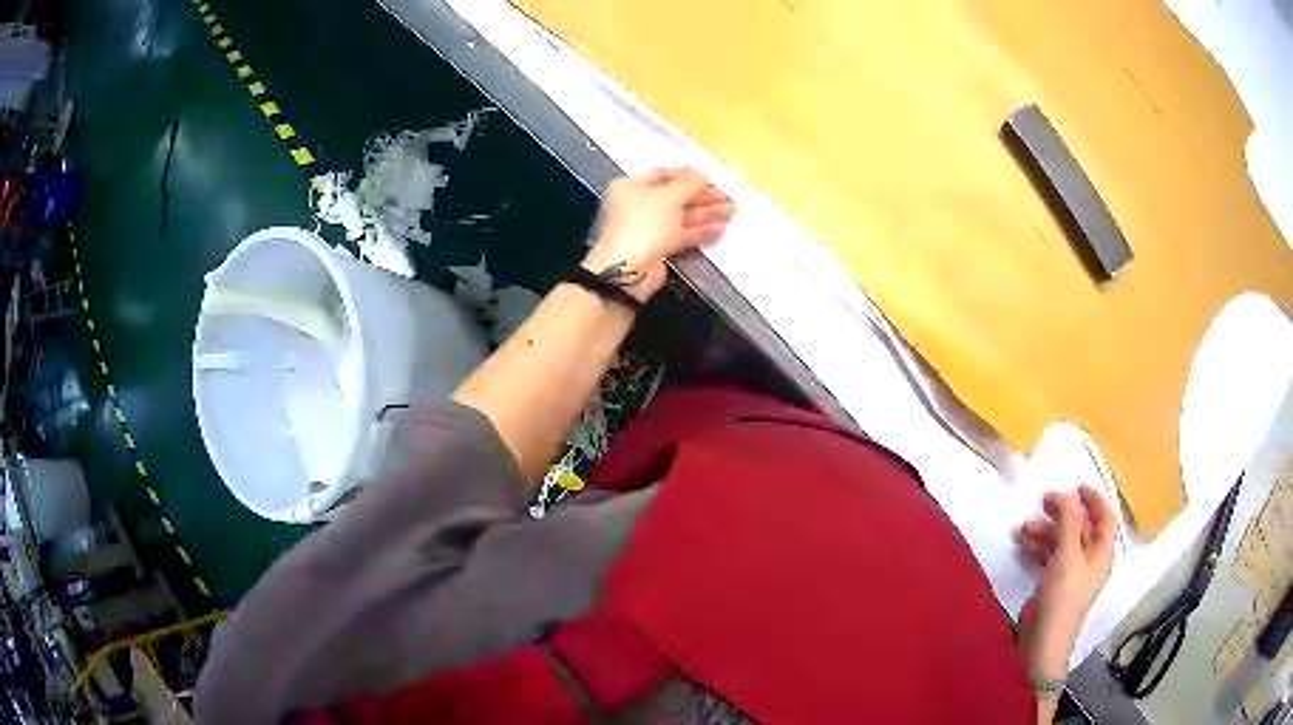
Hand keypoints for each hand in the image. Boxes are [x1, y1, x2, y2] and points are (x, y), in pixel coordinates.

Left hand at [583, 168, 734, 300]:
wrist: (629, 269)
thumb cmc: (645, 223)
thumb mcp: (668, 197)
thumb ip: (689, 184)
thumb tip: (702, 178)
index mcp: (631, 187)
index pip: (663, 175)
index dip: (687, 175)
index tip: (710, 178)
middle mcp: (637, 205)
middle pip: (674, 196)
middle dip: (702, 196)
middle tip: (726, 197)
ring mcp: (648, 227)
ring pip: (681, 216)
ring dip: (706, 213)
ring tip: (731, 212)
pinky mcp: (658, 247)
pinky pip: (681, 234)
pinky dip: (700, 231)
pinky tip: (720, 228)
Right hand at [1016, 486, 1117, 678]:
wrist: (1043, 642)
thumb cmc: (1062, 596)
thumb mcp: (1067, 554)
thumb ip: (1067, 522)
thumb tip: (1063, 496)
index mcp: (1101, 553)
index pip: (1106, 518)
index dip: (1094, 499)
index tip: (1076, 487)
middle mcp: (1090, 561)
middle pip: (1082, 528)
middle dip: (1063, 514)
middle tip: (1043, 502)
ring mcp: (1072, 575)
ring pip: (1063, 542)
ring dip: (1047, 531)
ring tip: (1024, 529)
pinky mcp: (1054, 586)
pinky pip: (1051, 557)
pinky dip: (1040, 547)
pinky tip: (1025, 545)